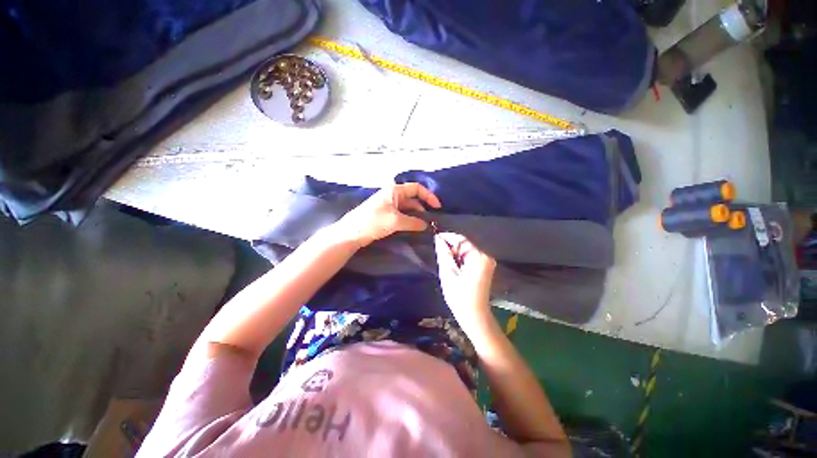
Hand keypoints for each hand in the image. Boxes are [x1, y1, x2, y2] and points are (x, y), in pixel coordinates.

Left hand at [335, 183, 441, 246]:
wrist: (352, 232)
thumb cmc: (373, 222)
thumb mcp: (396, 221)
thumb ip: (413, 222)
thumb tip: (426, 225)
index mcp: (395, 191)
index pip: (417, 188)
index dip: (429, 196)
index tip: (437, 207)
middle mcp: (393, 195)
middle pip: (413, 198)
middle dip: (423, 208)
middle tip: (432, 220)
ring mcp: (389, 205)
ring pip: (408, 208)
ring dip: (417, 215)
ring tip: (425, 225)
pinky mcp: (386, 214)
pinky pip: (402, 214)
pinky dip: (409, 219)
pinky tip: (414, 227)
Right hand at [433, 232, 496, 320]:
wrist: (475, 316)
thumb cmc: (459, 297)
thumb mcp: (448, 273)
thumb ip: (444, 254)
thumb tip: (438, 238)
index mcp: (479, 257)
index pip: (461, 239)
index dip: (447, 237)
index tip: (435, 237)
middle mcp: (486, 256)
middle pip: (465, 244)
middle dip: (451, 246)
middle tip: (438, 251)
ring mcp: (487, 261)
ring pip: (467, 250)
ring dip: (455, 252)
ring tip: (444, 259)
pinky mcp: (486, 267)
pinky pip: (471, 256)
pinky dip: (461, 258)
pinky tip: (454, 265)